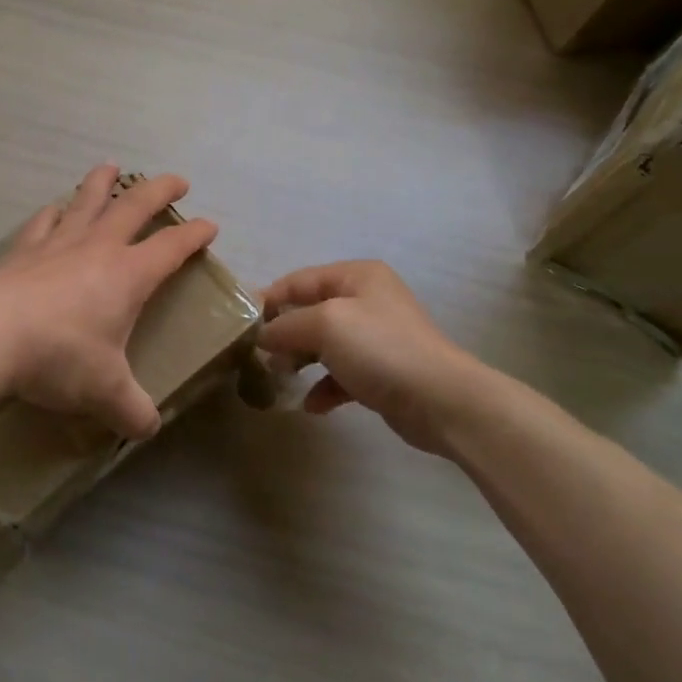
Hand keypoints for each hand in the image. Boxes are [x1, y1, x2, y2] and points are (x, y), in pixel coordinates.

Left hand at [0, 165, 219, 439]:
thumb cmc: (58, 356)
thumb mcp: (104, 391)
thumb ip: (131, 410)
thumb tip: (147, 429)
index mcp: (128, 274)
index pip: (172, 247)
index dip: (194, 235)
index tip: (209, 226)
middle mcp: (97, 249)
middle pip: (135, 206)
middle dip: (159, 191)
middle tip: (176, 180)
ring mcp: (57, 244)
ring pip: (86, 201)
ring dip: (102, 183)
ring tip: (110, 168)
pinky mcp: (22, 252)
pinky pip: (43, 222)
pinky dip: (53, 212)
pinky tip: (53, 209)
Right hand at [259, 260, 478, 455]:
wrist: (441, 400)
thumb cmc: (380, 349)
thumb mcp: (325, 324)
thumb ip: (286, 325)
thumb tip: (261, 336)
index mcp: (356, 276)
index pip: (298, 280)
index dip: (268, 299)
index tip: (240, 324)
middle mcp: (367, 300)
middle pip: (310, 311)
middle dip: (283, 334)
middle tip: (256, 356)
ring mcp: (376, 337)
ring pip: (324, 344)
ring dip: (299, 361)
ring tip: (278, 379)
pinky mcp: (382, 372)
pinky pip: (341, 374)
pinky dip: (324, 387)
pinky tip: (311, 405)